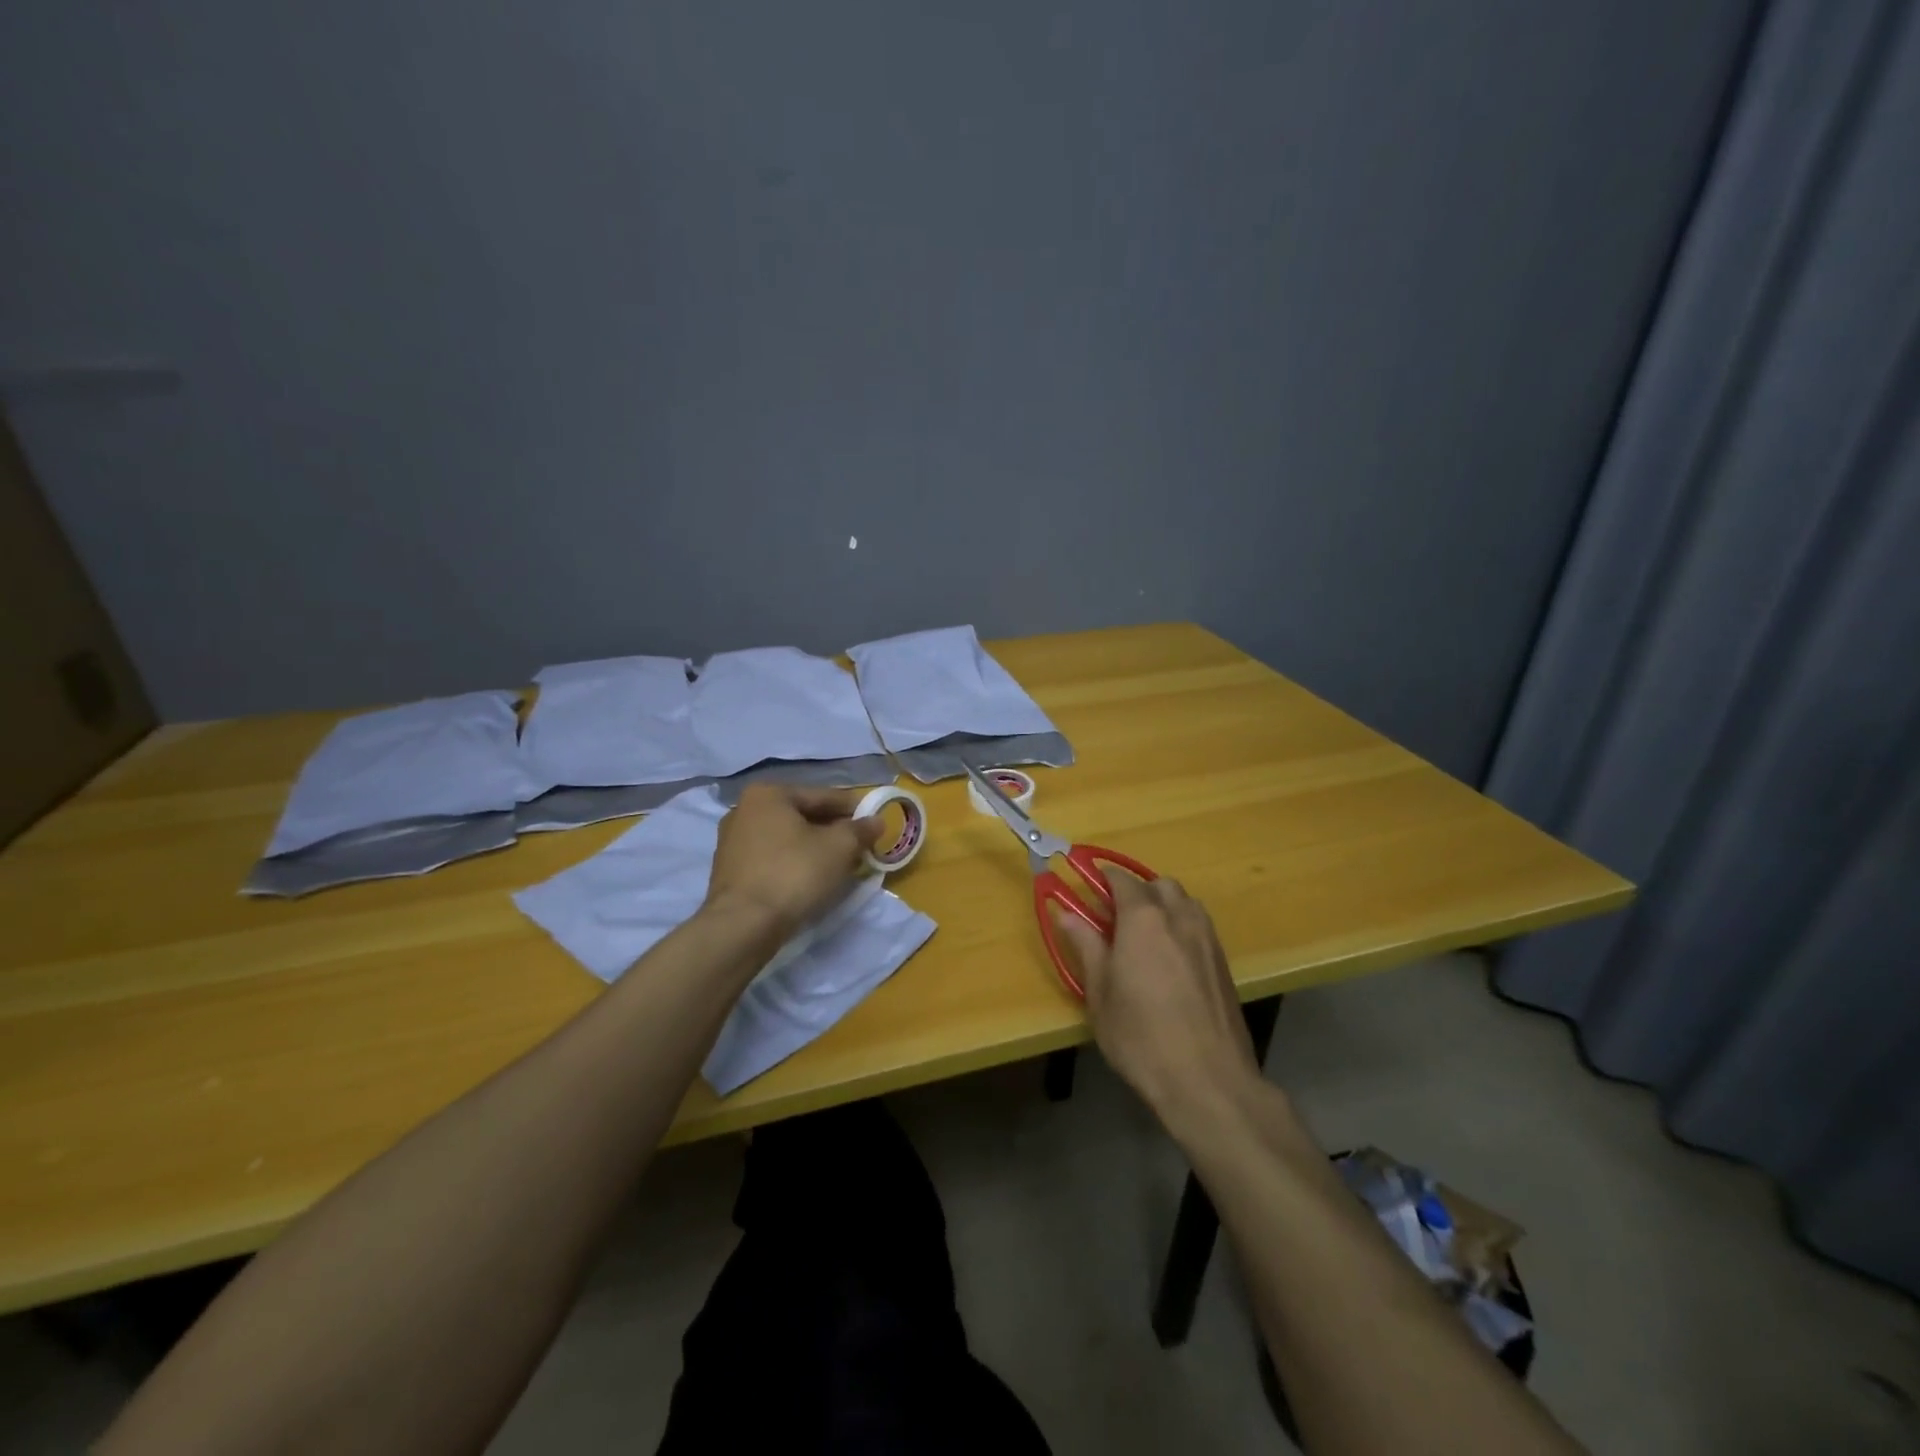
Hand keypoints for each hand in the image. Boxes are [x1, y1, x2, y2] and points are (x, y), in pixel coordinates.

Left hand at [702, 784, 882, 939]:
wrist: (743, 925)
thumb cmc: (794, 873)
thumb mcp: (839, 848)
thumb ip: (860, 830)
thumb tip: (876, 821)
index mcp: (768, 794)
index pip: (822, 796)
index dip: (853, 809)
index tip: (874, 822)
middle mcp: (744, 810)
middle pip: (802, 816)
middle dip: (832, 830)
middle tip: (859, 846)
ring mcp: (732, 842)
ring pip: (786, 839)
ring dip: (813, 848)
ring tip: (839, 865)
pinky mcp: (729, 872)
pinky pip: (772, 859)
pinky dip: (793, 864)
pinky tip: (810, 880)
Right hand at [1050, 874, 1260, 1124]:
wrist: (1208, 1080)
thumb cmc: (1141, 1036)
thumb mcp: (1100, 993)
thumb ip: (1086, 946)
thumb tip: (1068, 913)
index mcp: (1144, 919)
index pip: (1121, 879)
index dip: (1103, 877)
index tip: (1088, 885)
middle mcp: (1179, 917)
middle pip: (1159, 884)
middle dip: (1137, 890)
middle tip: (1115, 917)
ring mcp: (1207, 939)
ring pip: (1185, 902)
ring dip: (1163, 905)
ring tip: (1144, 936)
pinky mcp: (1224, 963)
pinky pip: (1200, 926)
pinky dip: (1181, 927)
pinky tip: (1170, 961)